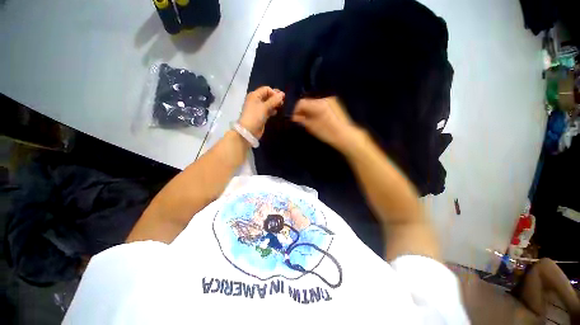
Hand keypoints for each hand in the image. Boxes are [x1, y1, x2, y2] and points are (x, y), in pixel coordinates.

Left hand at [239, 86, 284, 138]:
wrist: (249, 131)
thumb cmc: (255, 116)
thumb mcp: (265, 107)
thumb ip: (274, 100)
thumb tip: (282, 94)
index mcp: (255, 95)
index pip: (267, 89)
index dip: (274, 93)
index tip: (281, 99)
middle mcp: (256, 100)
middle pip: (267, 96)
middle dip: (275, 98)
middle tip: (282, 103)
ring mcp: (258, 108)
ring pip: (268, 103)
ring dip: (275, 104)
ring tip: (281, 107)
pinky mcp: (261, 115)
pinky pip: (268, 110)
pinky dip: (272, 110)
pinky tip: (276, 113)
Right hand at [292, 97, 360, 151]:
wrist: (346, 136)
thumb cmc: (328, 133)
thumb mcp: (312, 127)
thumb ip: (301, 120)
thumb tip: (293, 117)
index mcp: (318, 104)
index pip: (301, 102)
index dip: (295, 111)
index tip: (293, 119)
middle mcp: (324, 98)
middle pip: (307, 102)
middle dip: (302, 111)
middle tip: (300, 121)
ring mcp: (330, 100)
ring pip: (314, 104)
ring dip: (309, 111)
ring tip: (308, 121)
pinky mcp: (334, 104)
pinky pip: (320, 105)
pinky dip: (316, 111)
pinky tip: (317, 119)